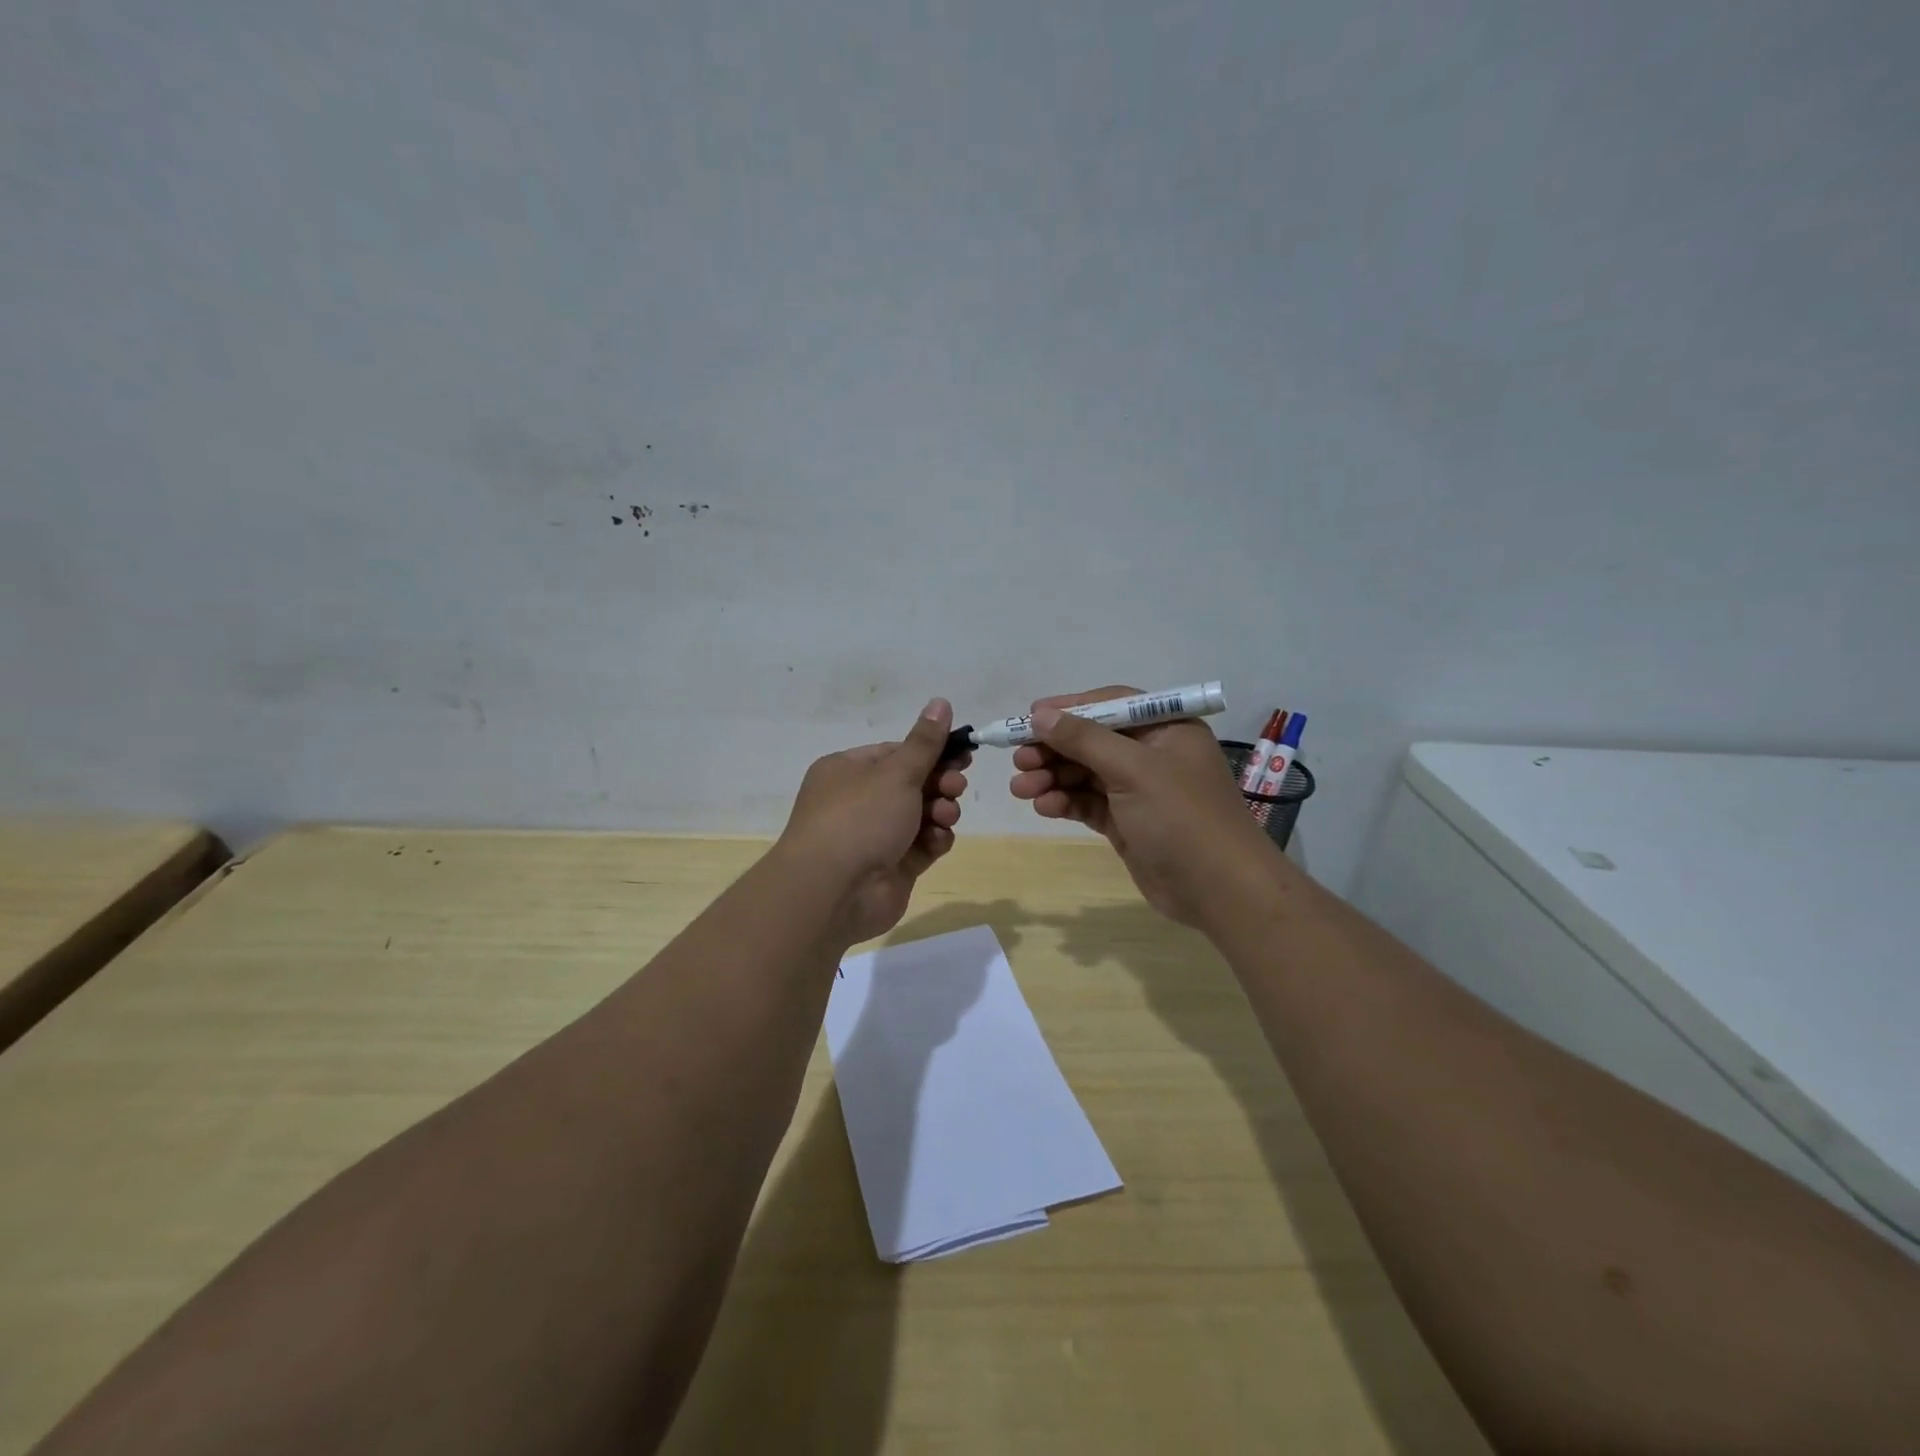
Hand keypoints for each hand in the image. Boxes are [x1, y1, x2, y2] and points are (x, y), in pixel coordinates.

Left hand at [778, 698, 969, 944]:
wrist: (834, 891)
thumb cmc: (860, 818)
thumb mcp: (896, 772)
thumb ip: (925, 742)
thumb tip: (941, 701)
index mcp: (848, 771)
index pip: (896, 753)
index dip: (930, 752)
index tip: (962, 753)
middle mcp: (858, 801)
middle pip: (911, 784)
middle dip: (939, 783)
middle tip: (956, 785)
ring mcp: (874, 836)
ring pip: (920, 815)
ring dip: (940, 811)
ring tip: (944, 816)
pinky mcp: (892, 867)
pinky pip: (921, 845)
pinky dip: (933, 840)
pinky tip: (937, 840)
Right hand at [1008, 685, 1279, 927]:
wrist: (1219, 890)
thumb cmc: (1181, 817)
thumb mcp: (1133, 769)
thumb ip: (1084, 739)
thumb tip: (1040, 715)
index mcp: (1166, 728)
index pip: (1110, 704)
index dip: (1069, 709)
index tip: (1030, 718)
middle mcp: (1152, 754)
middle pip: (1092, 740)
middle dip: (1054, 749)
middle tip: (1019, 760)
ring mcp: (1139, 790)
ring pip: (1085, 773)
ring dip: (1052, 778)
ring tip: (1021, 788)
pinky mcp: (1127, 822)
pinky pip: (1088, 803)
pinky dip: (1065, 802)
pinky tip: (1043, 807)